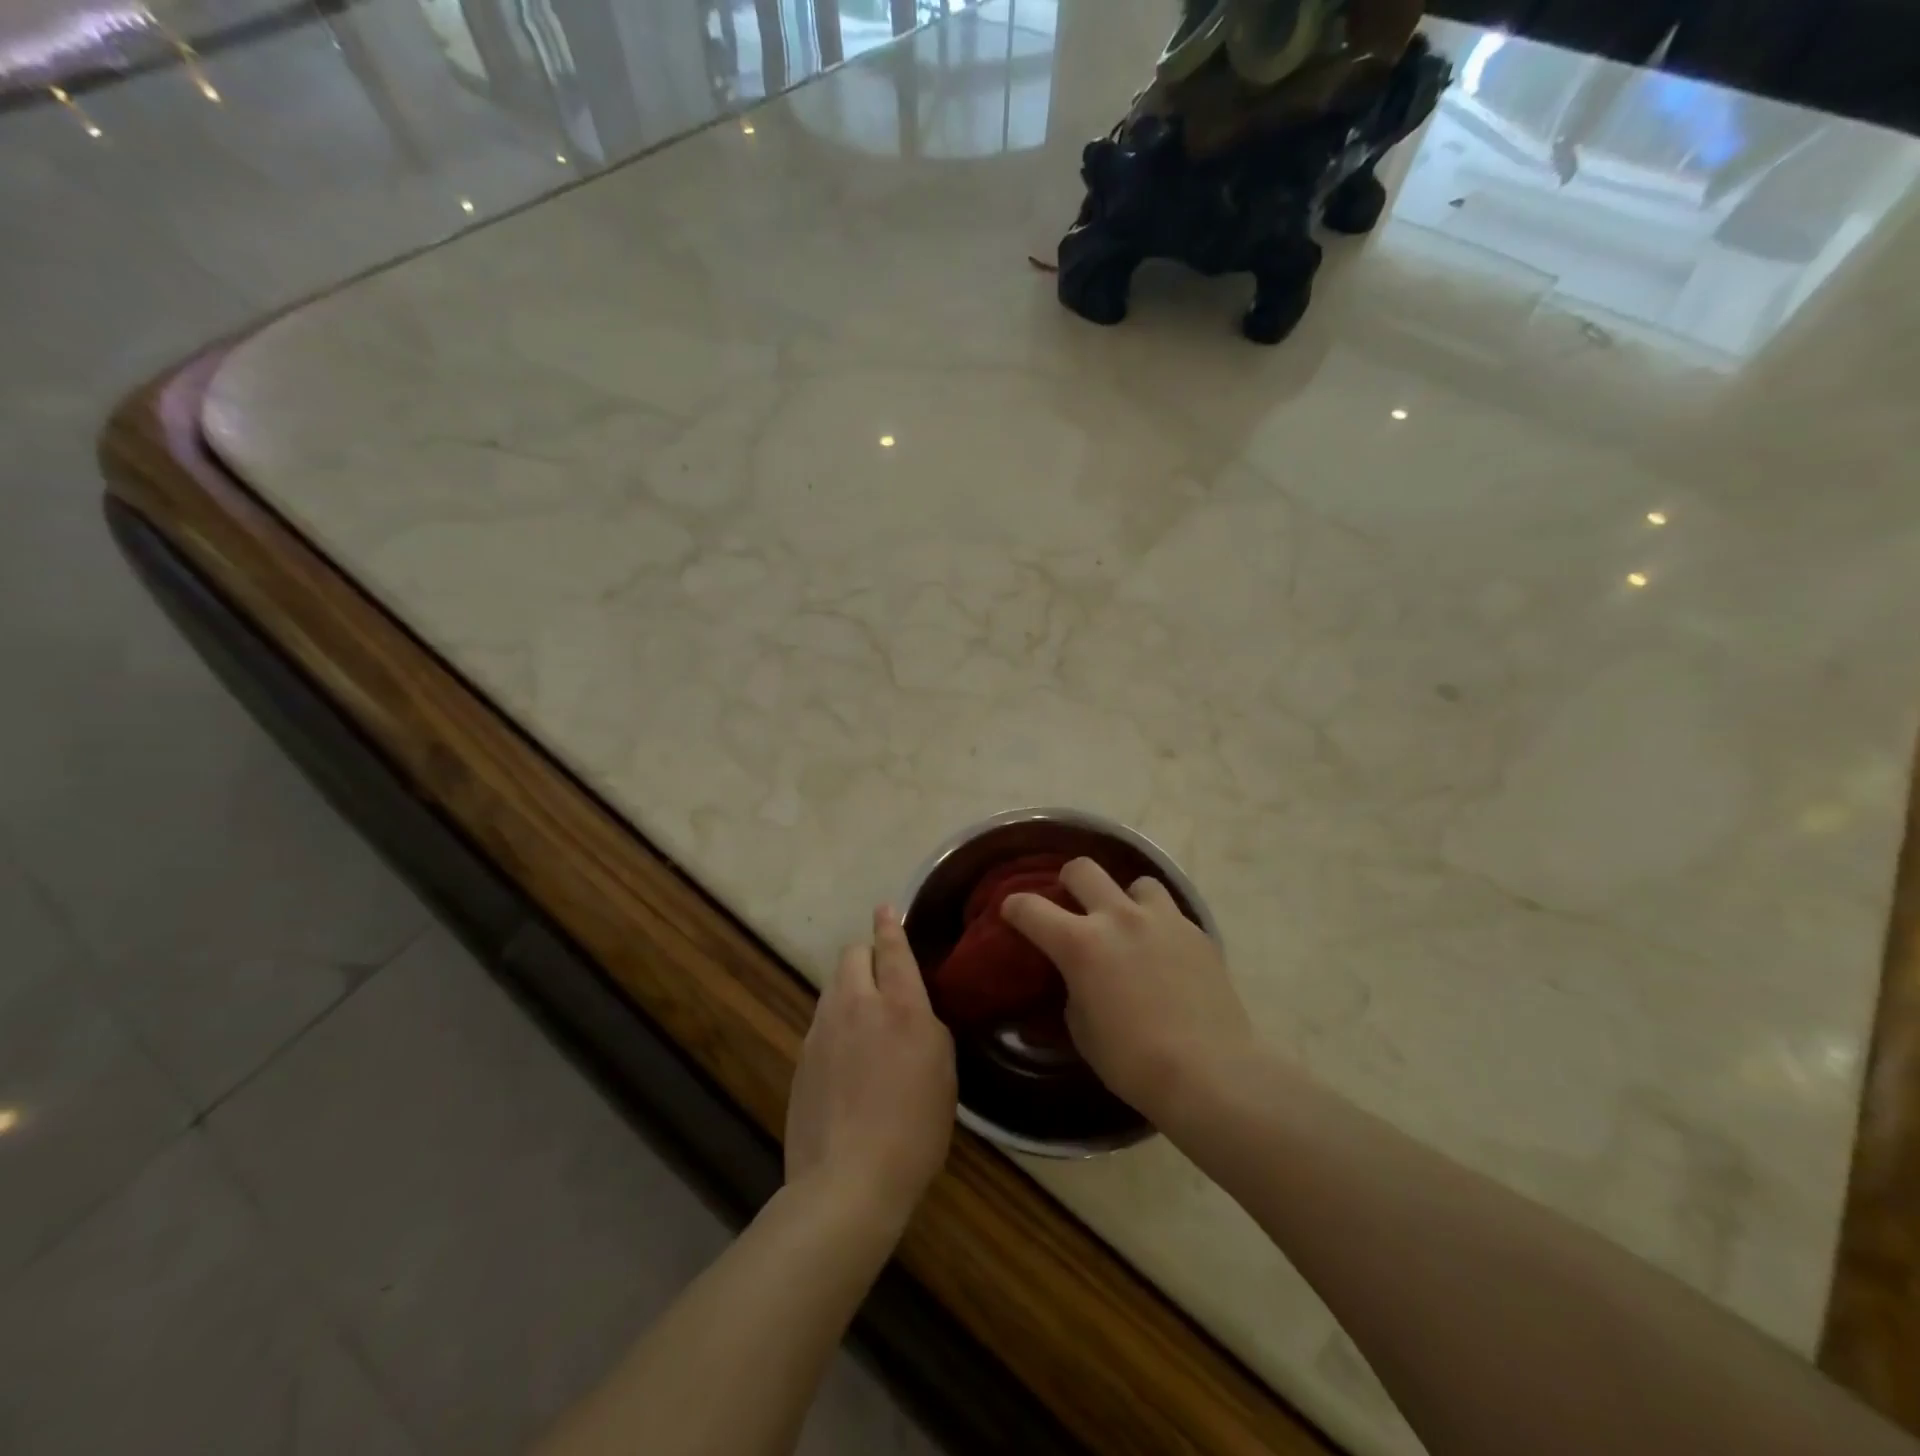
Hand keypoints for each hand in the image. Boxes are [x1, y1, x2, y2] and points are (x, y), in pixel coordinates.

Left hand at [785, 907, 956, 1231]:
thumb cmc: (913, 1130)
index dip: (889, 924)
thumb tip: (912, 1010)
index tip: (884, 908)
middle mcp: (857, 1005)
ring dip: (849, 986)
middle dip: (866, 953)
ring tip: (865, 1016)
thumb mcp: (943, 1073)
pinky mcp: (803, 1056)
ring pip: (833, 985)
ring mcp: (823, 1029)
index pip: (893, 948)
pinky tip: (846, 1055)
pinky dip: (836, 1021)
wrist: (847, 1181)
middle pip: (852, 955)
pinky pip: (822, 1020)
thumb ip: (926, 1026)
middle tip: (881, 973)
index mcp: (901, 1006)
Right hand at [1001, 858, 1254, 1118]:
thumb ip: (1072, 991)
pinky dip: (1159, 926)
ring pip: (1137, 882)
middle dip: (1068, 881)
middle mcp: (1118, 918)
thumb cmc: (1133, 1061)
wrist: (1209, 1073)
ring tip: (1129, 925)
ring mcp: (1163, 920)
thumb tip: (1076, 980)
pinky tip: (1164, 954)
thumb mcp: (1082, 1031)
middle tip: (1070, 902)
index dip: (1014, 907)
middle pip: (1083, 869)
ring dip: (1125, 899)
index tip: (1012, 913)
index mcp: (1080, 943)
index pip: (1030, 907)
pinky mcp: (1197, 932)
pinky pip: (1171, 913)